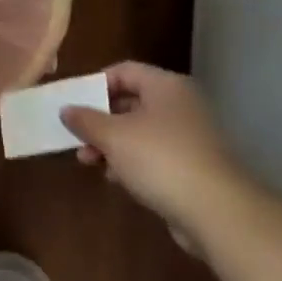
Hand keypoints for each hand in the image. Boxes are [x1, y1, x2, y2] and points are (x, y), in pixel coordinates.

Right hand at [60, 63, 245, 244]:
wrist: (215, 210)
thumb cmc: (159, 159)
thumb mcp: (113, 136)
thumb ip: (85, 120)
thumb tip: (66, 109)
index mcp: (165, 86)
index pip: (124, 71)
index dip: (95, 84)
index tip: (72, 103)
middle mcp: (180, 105)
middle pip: (130, 101)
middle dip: (98, 119)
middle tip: (75, 135)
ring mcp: (188, 136)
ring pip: (139, 130)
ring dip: (110, 143)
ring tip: (88, 161)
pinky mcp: (191, 164)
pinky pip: (152, 154)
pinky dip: (130, 161)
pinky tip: (114, 177)